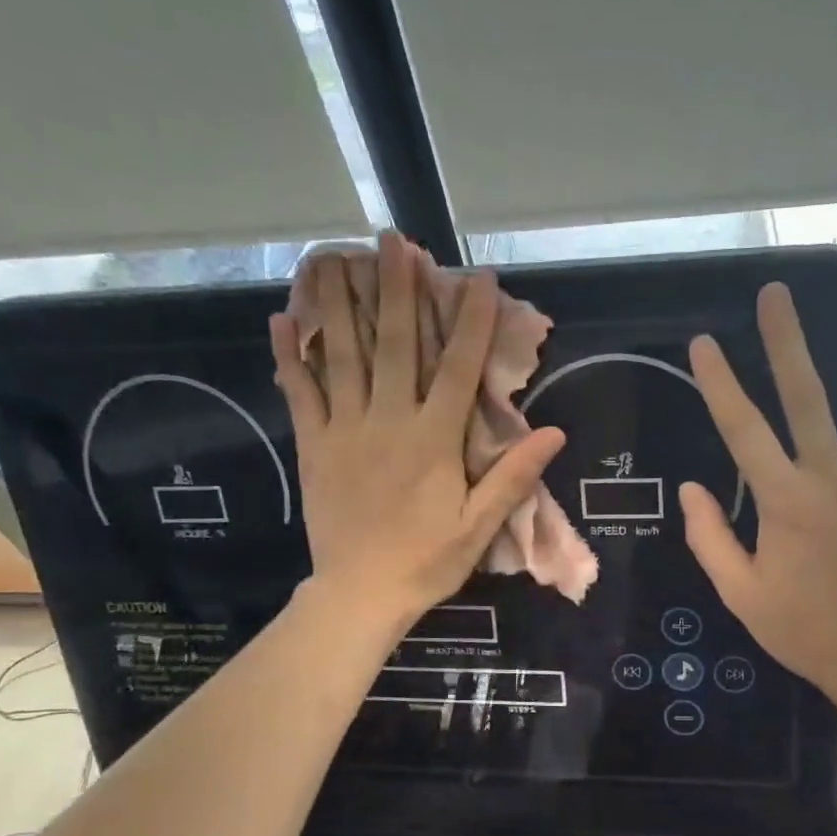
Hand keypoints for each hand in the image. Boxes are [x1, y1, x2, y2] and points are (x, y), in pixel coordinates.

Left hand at [273, 233, 564, 635]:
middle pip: (395, 344)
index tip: (479, 279)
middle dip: (397, 289)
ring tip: (333, 256)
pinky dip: (290, 356)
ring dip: (339, 303)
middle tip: (392, 240)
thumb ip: (513, 476)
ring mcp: (345, 429)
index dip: (472, 321)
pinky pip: (300, 392)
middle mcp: (388, 421)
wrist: (360, 594)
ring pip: (342, 355)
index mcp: (434, 439)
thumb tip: (554, 433)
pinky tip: (282, 320)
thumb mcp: (480, 526)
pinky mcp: (313, 445)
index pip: (458, 368)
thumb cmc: (426, 561)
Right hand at [681, 283, 836, 711]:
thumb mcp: (740, 592)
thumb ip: (711, 537)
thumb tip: (691, 490)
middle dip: (789, 342)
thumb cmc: (802, 628)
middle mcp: (833, 478)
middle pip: (810, 397)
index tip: (704, 344)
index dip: (721, 384)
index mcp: (787, 502)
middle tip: (776, 294)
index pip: (745, 430)